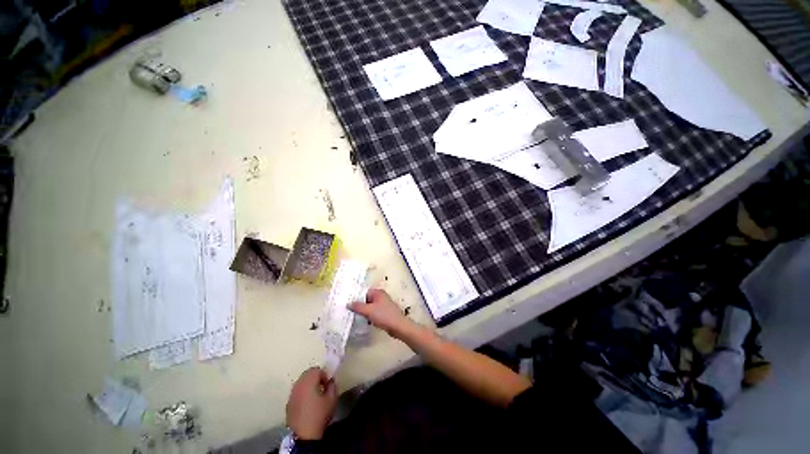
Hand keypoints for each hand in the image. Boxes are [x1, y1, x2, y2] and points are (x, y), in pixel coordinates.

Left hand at [286, 368, 336, 439]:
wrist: (303, 435)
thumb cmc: (319, 414)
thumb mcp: (332, 399)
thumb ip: (332, 386)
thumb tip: (330, 381)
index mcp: (309, 380)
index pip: (317, 370)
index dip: (324, 375)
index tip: (327, 384)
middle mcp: (298, 384)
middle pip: (307, 373)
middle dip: (315, 377)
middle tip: (322, 387)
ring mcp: (292, 394)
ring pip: (301, 382)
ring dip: (308, 384)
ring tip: (315, 395)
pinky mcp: (288, 403)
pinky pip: (297, 392)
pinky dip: (302, 393)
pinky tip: (307, 403)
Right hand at [349, 288, 411, 337]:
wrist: (398, 326)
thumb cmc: (384, 315)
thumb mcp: (369, 310)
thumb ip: (358, 307)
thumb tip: (348, 303)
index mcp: (378, 292)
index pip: (364, 292)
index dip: (356, 298)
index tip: (348, 304)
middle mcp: (381, 297)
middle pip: (367, 300)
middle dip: (359, 305)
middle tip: (349, 311)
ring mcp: (383, 305)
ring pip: (370, 307)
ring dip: (364, 312)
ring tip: (355, 317)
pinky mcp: (384, 313)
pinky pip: (374, 312)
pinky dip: (369, 316)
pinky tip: (364, 321)